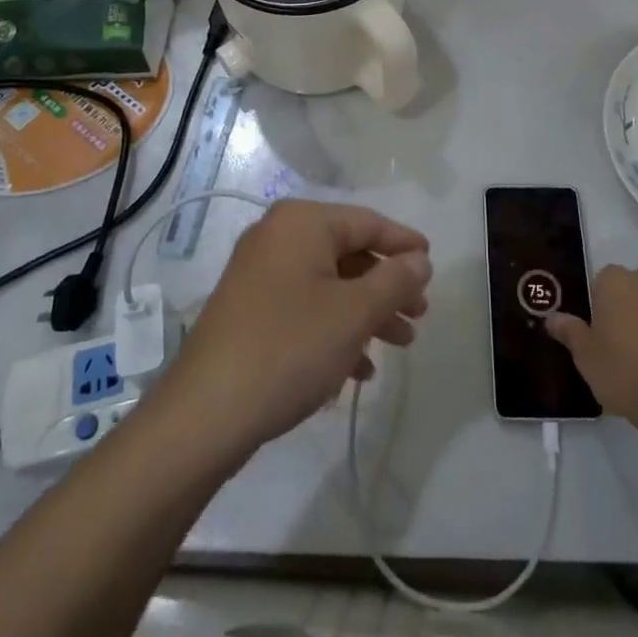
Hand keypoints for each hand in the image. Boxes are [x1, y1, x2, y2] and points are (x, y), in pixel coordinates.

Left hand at [159, 200, 430, 454]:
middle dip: (387, 286)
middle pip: (349, 253)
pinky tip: (357, 370)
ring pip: (329, 284)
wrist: (205, 414)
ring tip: (399, 344)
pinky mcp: (249, 310)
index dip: (404, 244)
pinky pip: (305, 307)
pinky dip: (335, 329)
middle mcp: (278, 236)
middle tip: (419, 315)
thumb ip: (395, 280)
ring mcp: (259, 273)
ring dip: (366, 312)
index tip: (432, 265)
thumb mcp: (354, 314)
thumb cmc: (289, 348)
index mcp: (302, 222)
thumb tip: (420, 260)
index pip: (367, 222)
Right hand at [546, 265, 637, 441]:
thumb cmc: (625, 372)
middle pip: (632, 288)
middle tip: (625, 346)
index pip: (602, 283)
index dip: (601, 308)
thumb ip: (570, 332)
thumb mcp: (587, 358)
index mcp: (614, 281)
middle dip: (629, 308)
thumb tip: (552, 317)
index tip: (602, 335)